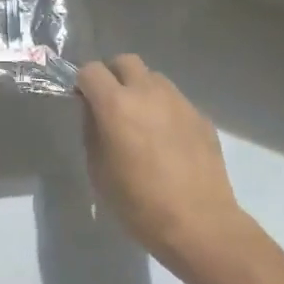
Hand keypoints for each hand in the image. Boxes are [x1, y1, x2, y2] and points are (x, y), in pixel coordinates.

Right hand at [76, 55, 248, 271]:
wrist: (199, 222)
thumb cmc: (140, 205)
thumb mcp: (99, 172)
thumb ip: (92, 133)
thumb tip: (94, 112)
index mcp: (117, 105)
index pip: (91, 71)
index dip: (83, 84)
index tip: (84, 102)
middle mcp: (149, 93)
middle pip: (126, 61)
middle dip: (113, 76)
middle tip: (111, 105)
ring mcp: (179, 101)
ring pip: (154, 78)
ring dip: (141, 90)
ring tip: (141, 123)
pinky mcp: (200, 116)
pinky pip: (175, 100)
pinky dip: (164, 110)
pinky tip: (167, 141)